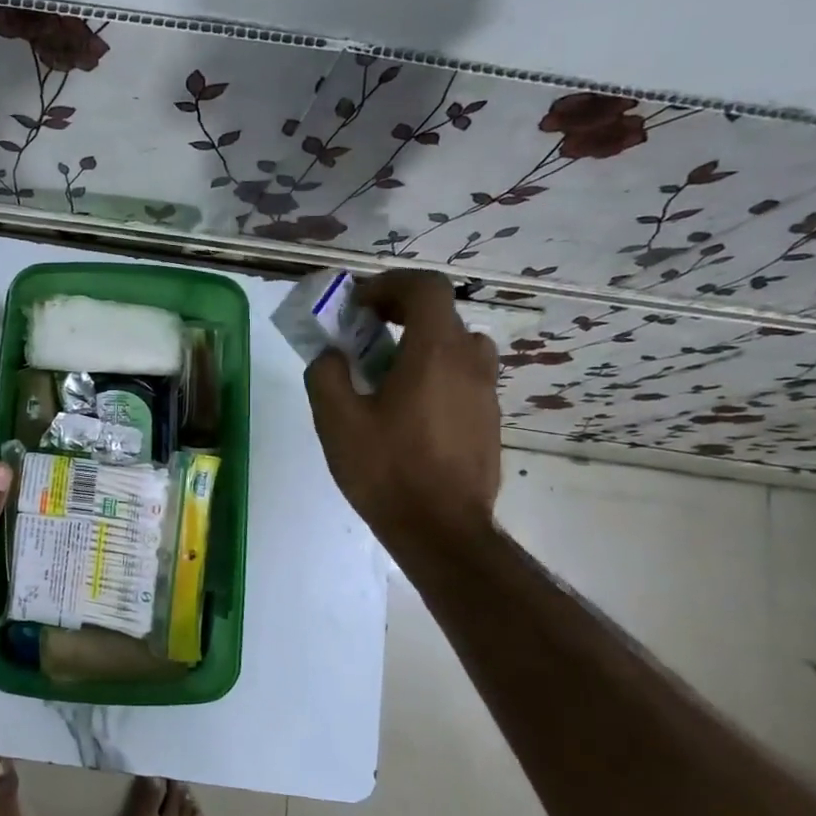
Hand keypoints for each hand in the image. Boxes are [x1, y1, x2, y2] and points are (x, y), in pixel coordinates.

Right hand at [304, 269, 500, 540]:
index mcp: (435, 352)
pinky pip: (463, 378)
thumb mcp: (337, 421)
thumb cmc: (387, 470)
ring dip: (423, 343)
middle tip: (366, 334)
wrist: (441, 530)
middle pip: (442, 314)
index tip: (358, 304)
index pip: (425, 287)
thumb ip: (326, 374)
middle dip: (401, 313)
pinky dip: (436, 374)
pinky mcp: (488, 421)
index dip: (389, 285)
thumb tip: (332, 356)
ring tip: (389, 372)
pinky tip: (409, 411)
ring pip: (458, 346)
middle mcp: (469, 362)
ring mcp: (485, 393)